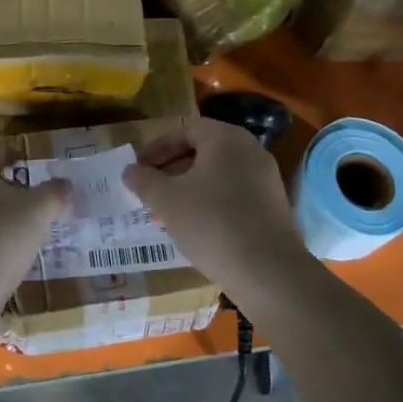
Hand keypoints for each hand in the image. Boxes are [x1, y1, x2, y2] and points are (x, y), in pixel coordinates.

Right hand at [122, 117, 307, 291]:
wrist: (268, 271)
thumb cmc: (212, 223)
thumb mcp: (167, 201)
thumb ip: (144, 181)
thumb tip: (130, 171)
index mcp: (226, 138)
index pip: (185, 130)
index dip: (157, 148)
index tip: (138, 171)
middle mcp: (250, 150)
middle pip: (202, 151)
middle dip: (171, 171)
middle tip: (149, 194)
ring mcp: (265, 178)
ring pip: (217, 175)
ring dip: (189, 189)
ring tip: (167, 215)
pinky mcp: (272, 206)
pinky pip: (234, 194)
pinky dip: (211, 203)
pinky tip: (196, 229)